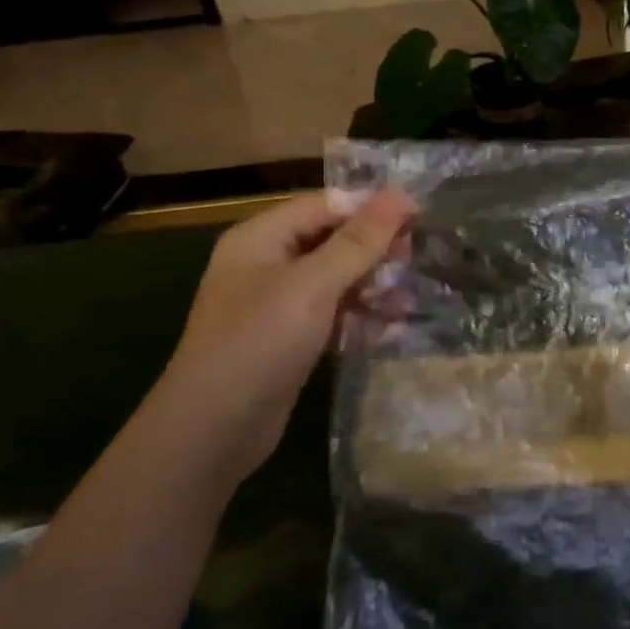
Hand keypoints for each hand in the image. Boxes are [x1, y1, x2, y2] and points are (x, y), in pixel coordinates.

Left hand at [162, 189, 414, 477]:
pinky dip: (358, 318)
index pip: (326, 205)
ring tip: (403, 304)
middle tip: (411, 264)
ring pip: (336, 279)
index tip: (417, 218)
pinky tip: (388, 330)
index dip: (371, 207)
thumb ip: (358, 241)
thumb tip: (400, 195)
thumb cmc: (259, 343)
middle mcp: (267, 262)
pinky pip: (332, 314)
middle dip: (373, 251)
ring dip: (372, 287)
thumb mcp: (313, 285)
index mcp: (262, 237)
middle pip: (332, 240)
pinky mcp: (289, 339)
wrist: (212, 433)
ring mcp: (277, 303)